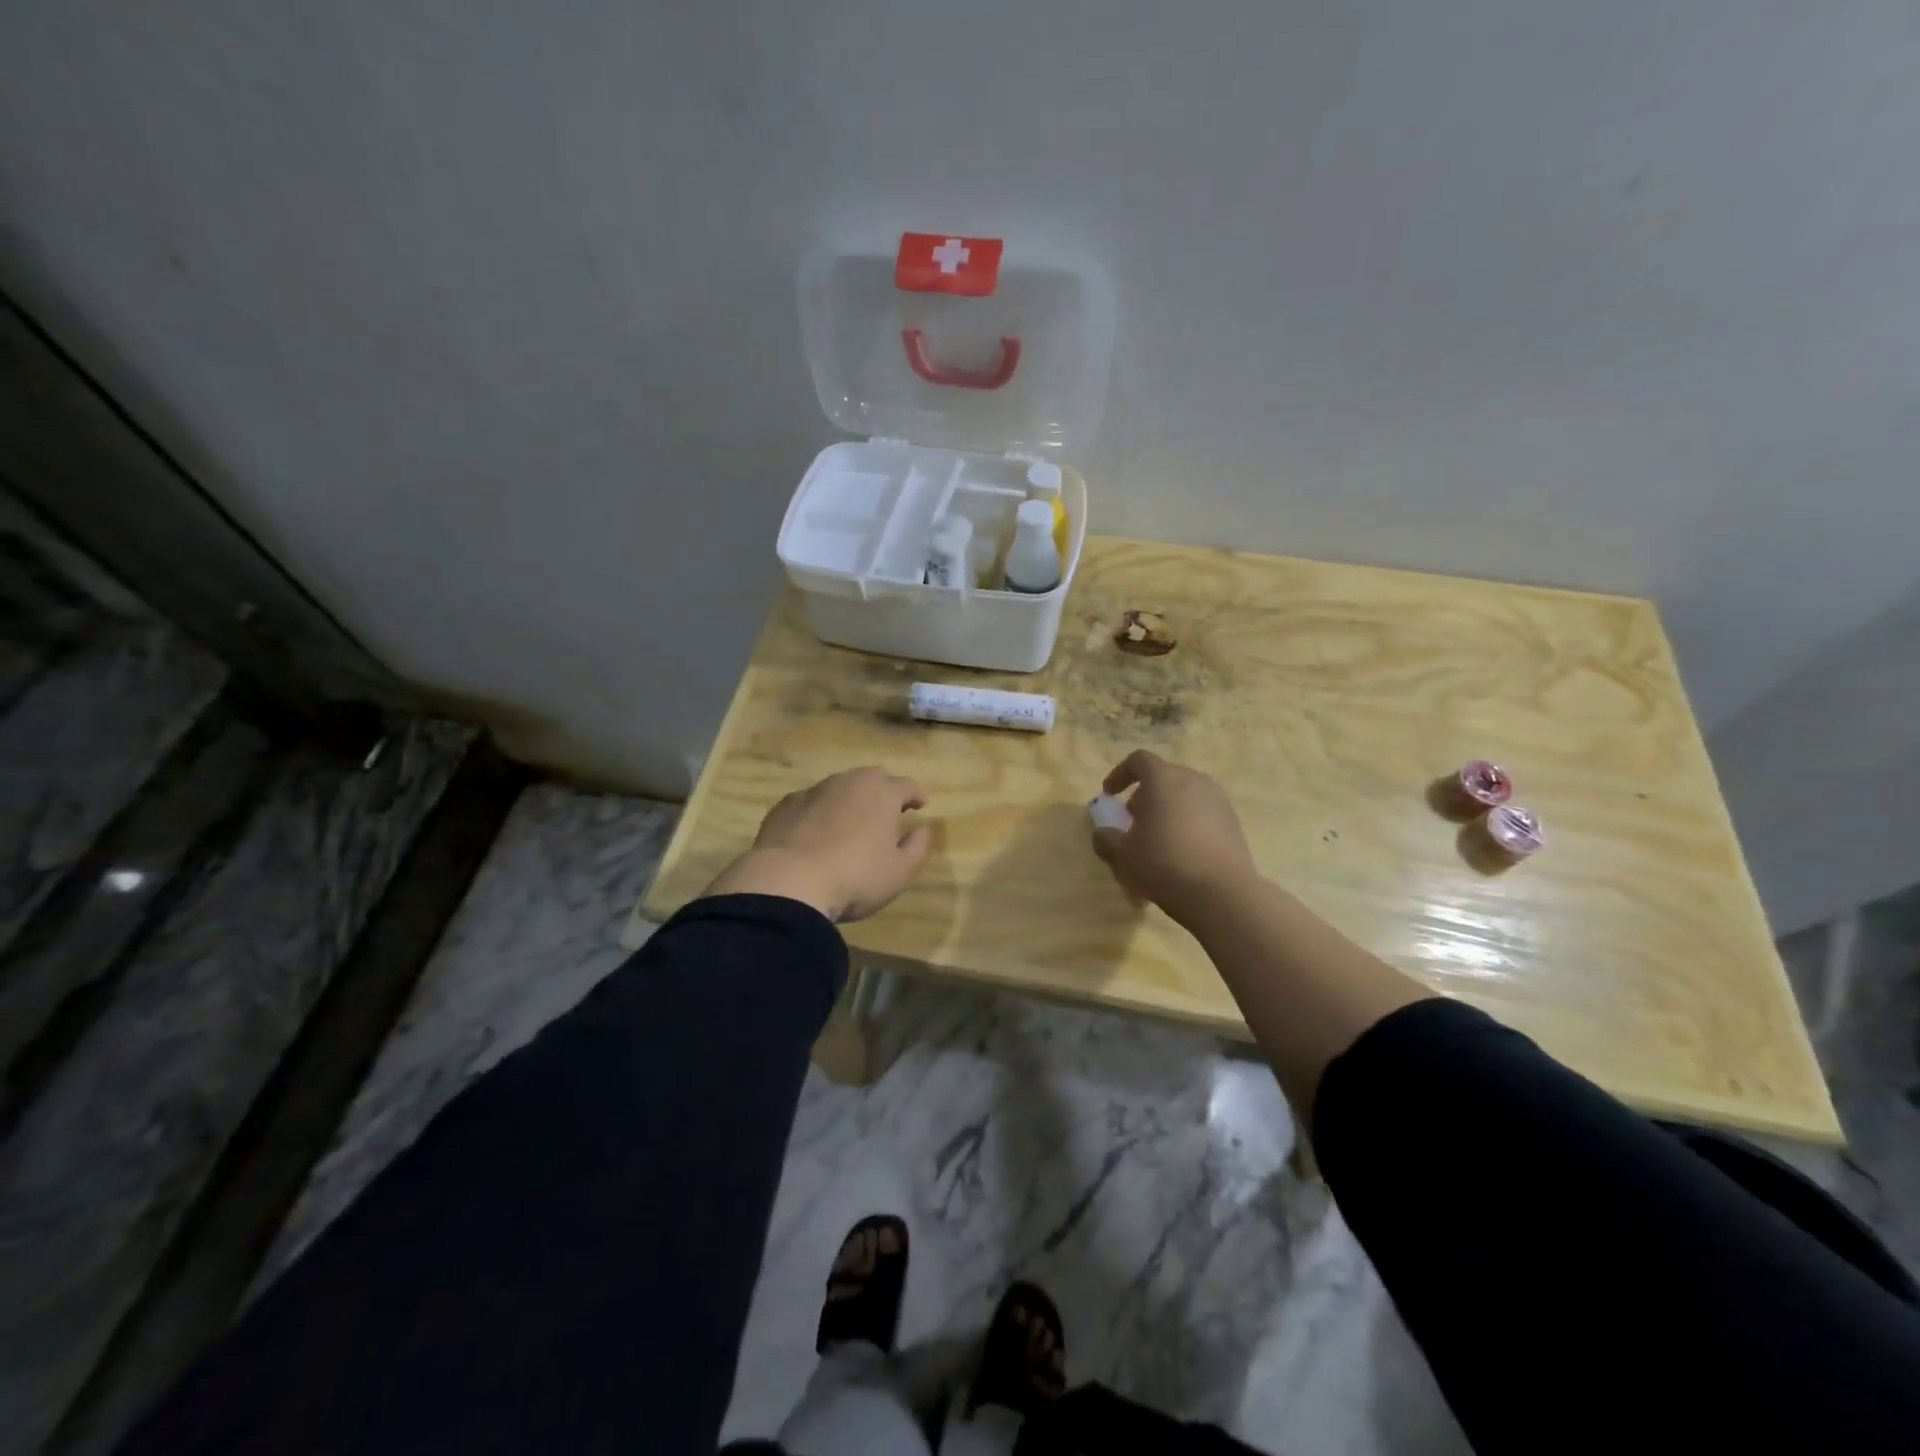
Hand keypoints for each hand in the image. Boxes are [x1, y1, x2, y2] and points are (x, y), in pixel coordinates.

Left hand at [701, 768, 932, 922]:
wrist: (788, 882)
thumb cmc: (856, 877)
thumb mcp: (900, 871)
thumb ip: (917, 847)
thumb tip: (922, 829)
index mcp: (882, 792)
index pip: (907, 785)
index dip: (916, 794)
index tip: (921, 804)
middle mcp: (849, 782)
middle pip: (872, 778)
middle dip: (883, 791)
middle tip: (888, 811)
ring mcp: (814, 791)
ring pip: (839, 788)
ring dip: (850, 801)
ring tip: (851, 823)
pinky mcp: (785, 806)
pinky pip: (811, 803)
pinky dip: (820, 813)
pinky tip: (816, 833)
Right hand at [1092, 750, 1258, 927]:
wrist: (1223, 893)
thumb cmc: (1164, 863)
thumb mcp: (1123, 855)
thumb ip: (1106, 840)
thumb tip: (1103, 834)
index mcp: (1164, 779)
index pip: (1138, 760)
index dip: (1120, 774)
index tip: (1110, 795)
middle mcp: (1194, 781)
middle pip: (1163, 778)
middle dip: (1144, 796)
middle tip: (1132, 821)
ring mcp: (1218, 801)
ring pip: (1184, 797)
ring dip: (1166, 811)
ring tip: (1156, 840)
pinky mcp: (1233, 823)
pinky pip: (1202, 814)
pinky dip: (1186, 825)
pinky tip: (1180, 854)